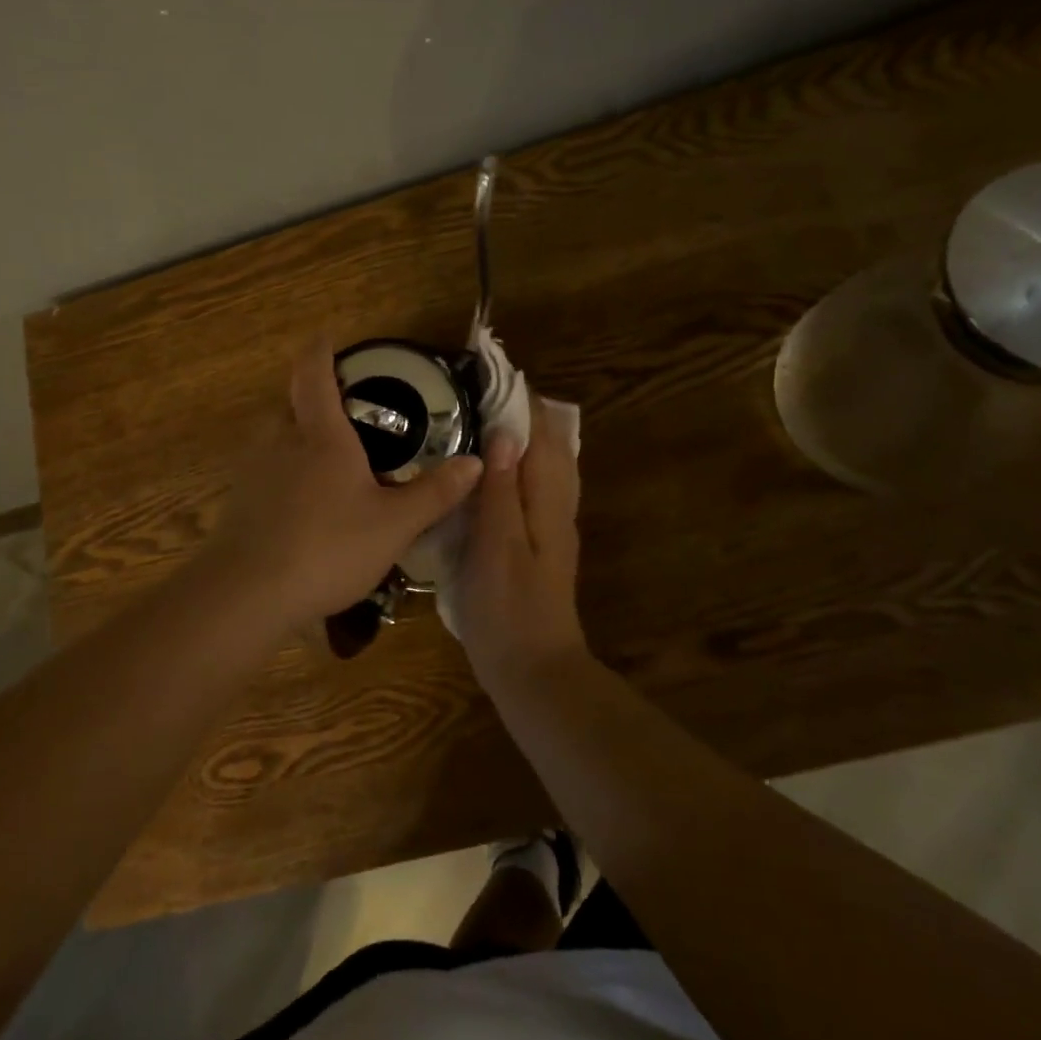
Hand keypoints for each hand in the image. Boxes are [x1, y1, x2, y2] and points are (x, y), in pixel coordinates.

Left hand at [200, 341, 484, 625]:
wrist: (246, 594)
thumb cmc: (327, 547)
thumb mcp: (394, 524)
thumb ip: (435, 493)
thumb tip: (475, 462)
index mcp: (320, 435)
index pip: (313, 374)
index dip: (320, 350)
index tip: (327, 338)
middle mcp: (280, 442)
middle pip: (292, 404)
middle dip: (316, 400)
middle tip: (350, 413)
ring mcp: (253, 471)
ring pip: (277, 438)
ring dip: (300, 438)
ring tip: (333, 460)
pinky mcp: (239, 502)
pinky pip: (266, 471)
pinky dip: (286, 472)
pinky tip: (306, 504)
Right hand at [455, 397, 588, 687]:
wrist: (534, 671)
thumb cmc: (509, 610)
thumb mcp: (497, 547)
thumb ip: (502, 491)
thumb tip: (507, 434)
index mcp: (548, 501)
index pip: (540, 435)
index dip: (520, 400)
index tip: (494, 368)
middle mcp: (557, 506)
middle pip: (549, 445)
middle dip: (523, 412)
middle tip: (484, 388)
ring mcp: (550, 527)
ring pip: (544, 466)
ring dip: (523, 436)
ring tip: (486, 416)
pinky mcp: (538, 544)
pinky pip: (533, 488)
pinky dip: (518, 465)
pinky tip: (492, 470)